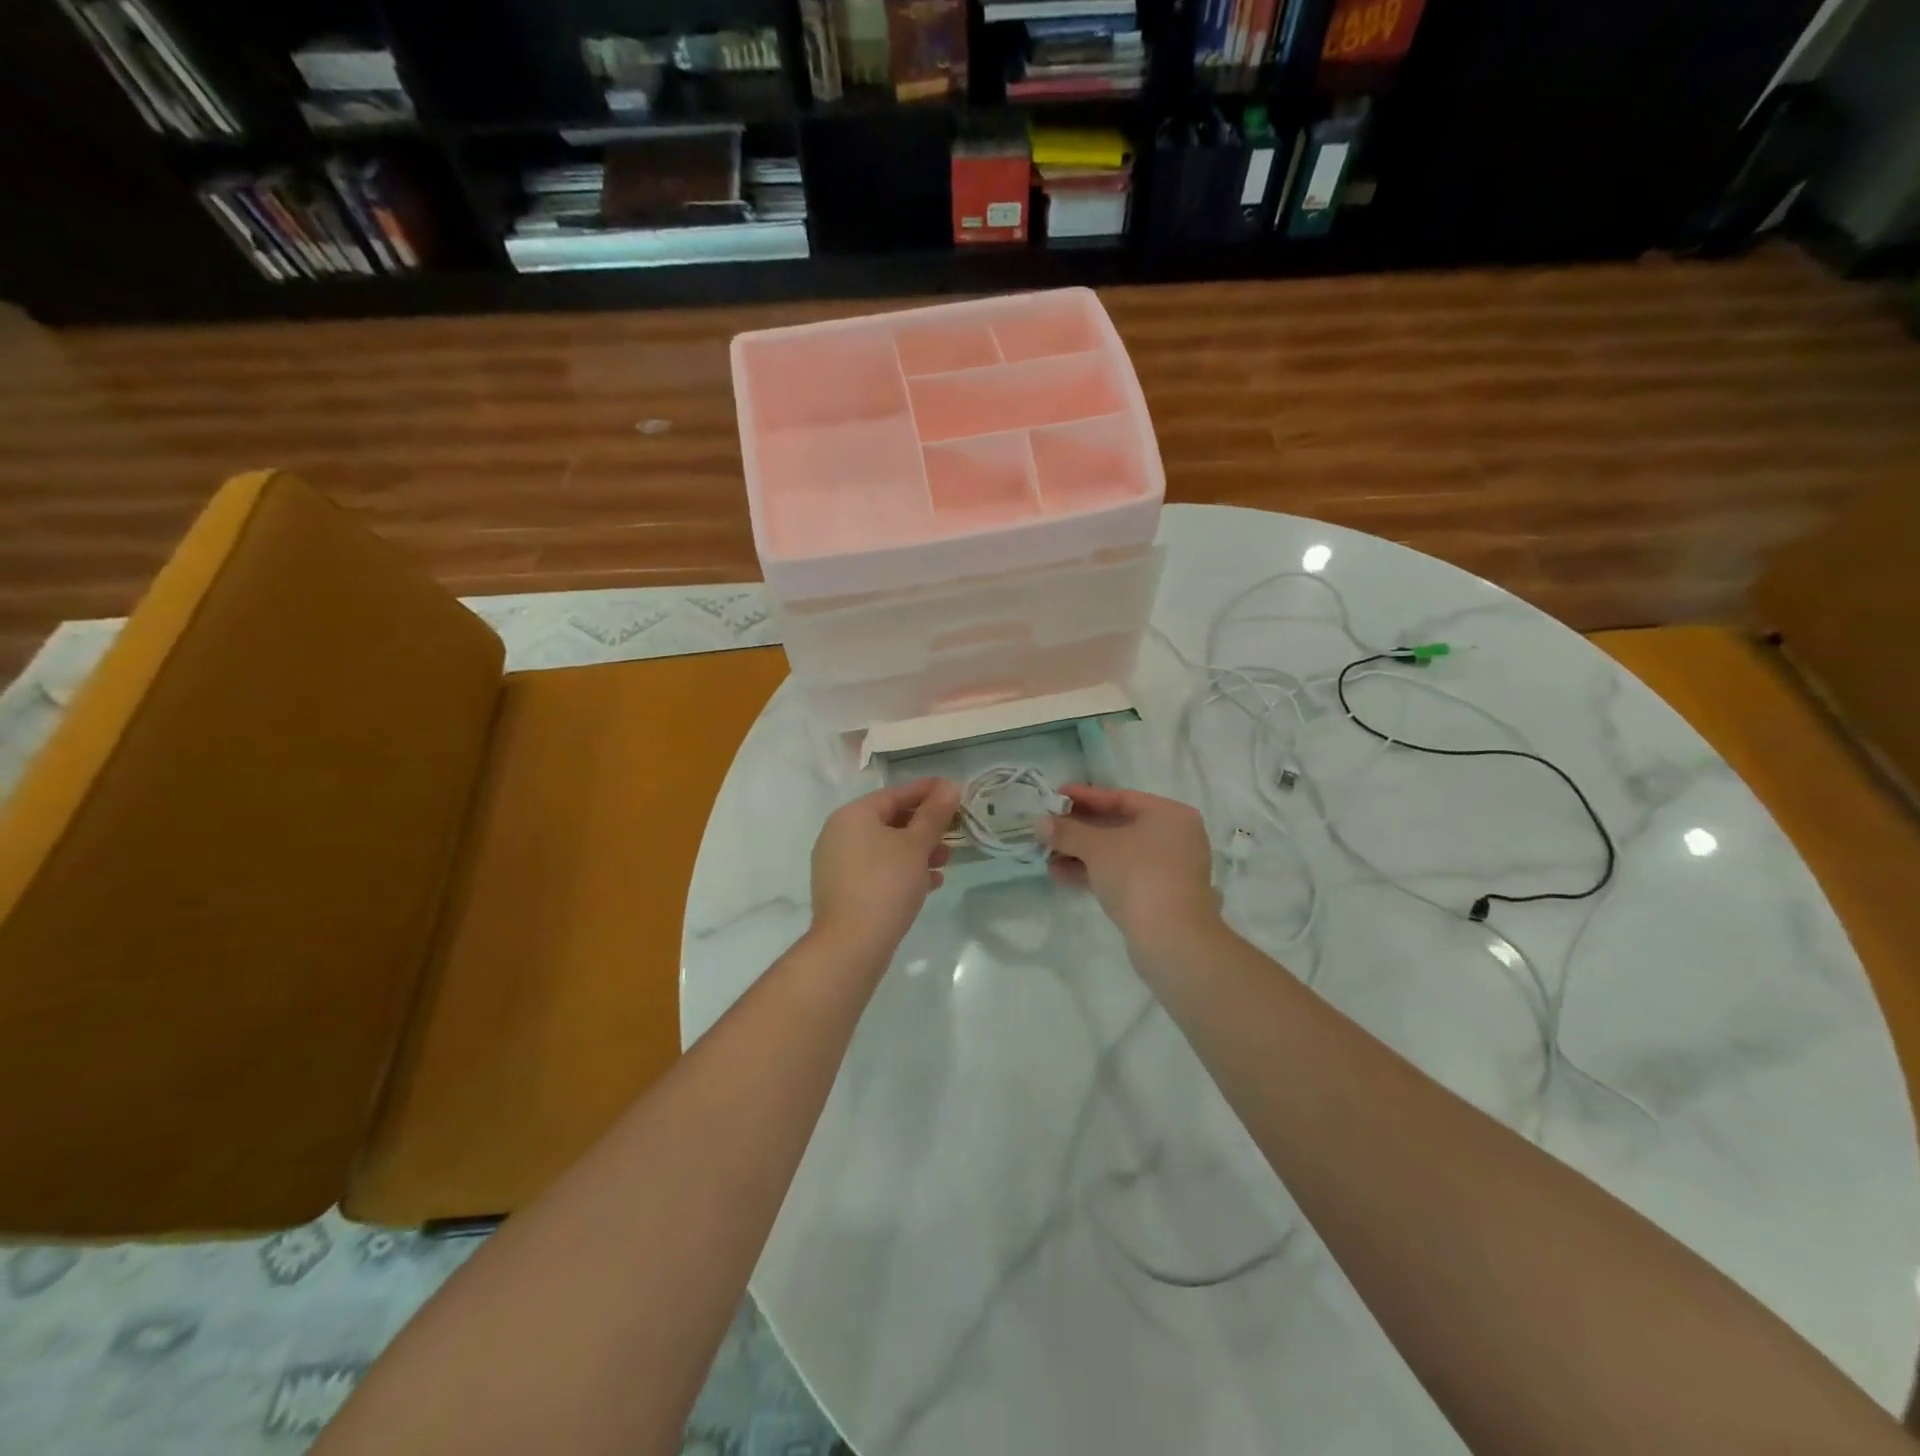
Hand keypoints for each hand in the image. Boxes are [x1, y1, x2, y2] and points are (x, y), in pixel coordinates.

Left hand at [810, 778, 959, 961]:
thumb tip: (949, 786)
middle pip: (890, 821)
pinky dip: (903, 872)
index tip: (954, 790)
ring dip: (917, 852)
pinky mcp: (843, 890)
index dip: (927, 791)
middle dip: (925, 827)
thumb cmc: (886, 884)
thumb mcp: (916, 845)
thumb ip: (934, 814)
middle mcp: (839, 834)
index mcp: (853, 815)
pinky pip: (878, 871)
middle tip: (953, 832)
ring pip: (885, 848)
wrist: (851, 945)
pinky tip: (929, 884)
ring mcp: (838, 864)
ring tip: (945, 863)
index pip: (895, 794)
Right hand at [1041, 785, 1219, 949]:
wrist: (1171, 940)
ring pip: (1117, 853)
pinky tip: (1061, 875)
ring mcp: (1168, 869)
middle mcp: (1174, 837)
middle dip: (1078, 829)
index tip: (1055, 795)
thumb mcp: (1096, 848)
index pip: (1120, 797)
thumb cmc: (1138, 877)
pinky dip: (1094, 872)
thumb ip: (1067, 831)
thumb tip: (1040, 822)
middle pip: (1118, 825)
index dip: (1084, 797)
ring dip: (1080, 853)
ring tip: (1046, 855)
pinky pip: (1121, 874)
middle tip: (1047, 828)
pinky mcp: (1158, 895)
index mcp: (1169, 815)